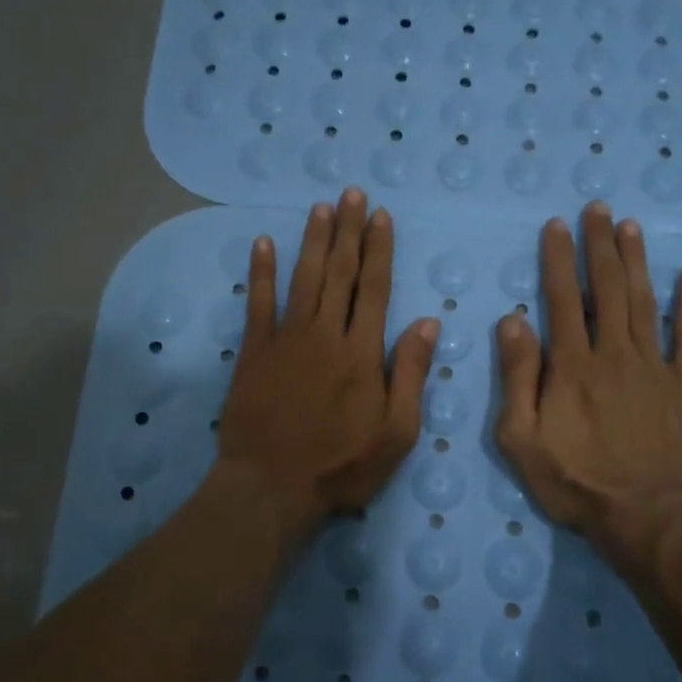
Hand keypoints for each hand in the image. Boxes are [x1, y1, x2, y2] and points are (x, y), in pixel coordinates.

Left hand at [216, 188, 439, 537]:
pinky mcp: (254, 352)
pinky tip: (264, 243)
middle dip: (347, 231)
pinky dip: (261, 272)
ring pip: (303, 279)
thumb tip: (427, 321)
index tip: (380, 216)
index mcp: (362, 352)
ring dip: (313, 241)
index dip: (378, 249)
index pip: (375, 288)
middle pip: (340, 273)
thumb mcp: (396, 432)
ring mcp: (286, 340)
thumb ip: (410, 373)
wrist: (271, 487)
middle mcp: (325, 334)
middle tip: (351, 193)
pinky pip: (258, 304)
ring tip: (321, 207)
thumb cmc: (341, 466)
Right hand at [495, 203, 681, 581]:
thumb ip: (517, 378)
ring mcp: (655, 366)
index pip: (562, 299)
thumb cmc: (576, 482)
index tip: (557, 225)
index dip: (559, 259)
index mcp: (572, 366)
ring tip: (630, 225)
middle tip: (598, 208)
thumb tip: (512, 321)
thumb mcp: (521, 439)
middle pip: (606, 288)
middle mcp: (614, 353)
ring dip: (636, 261)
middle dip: (600, 245)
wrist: (647, 518)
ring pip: (644, 301)